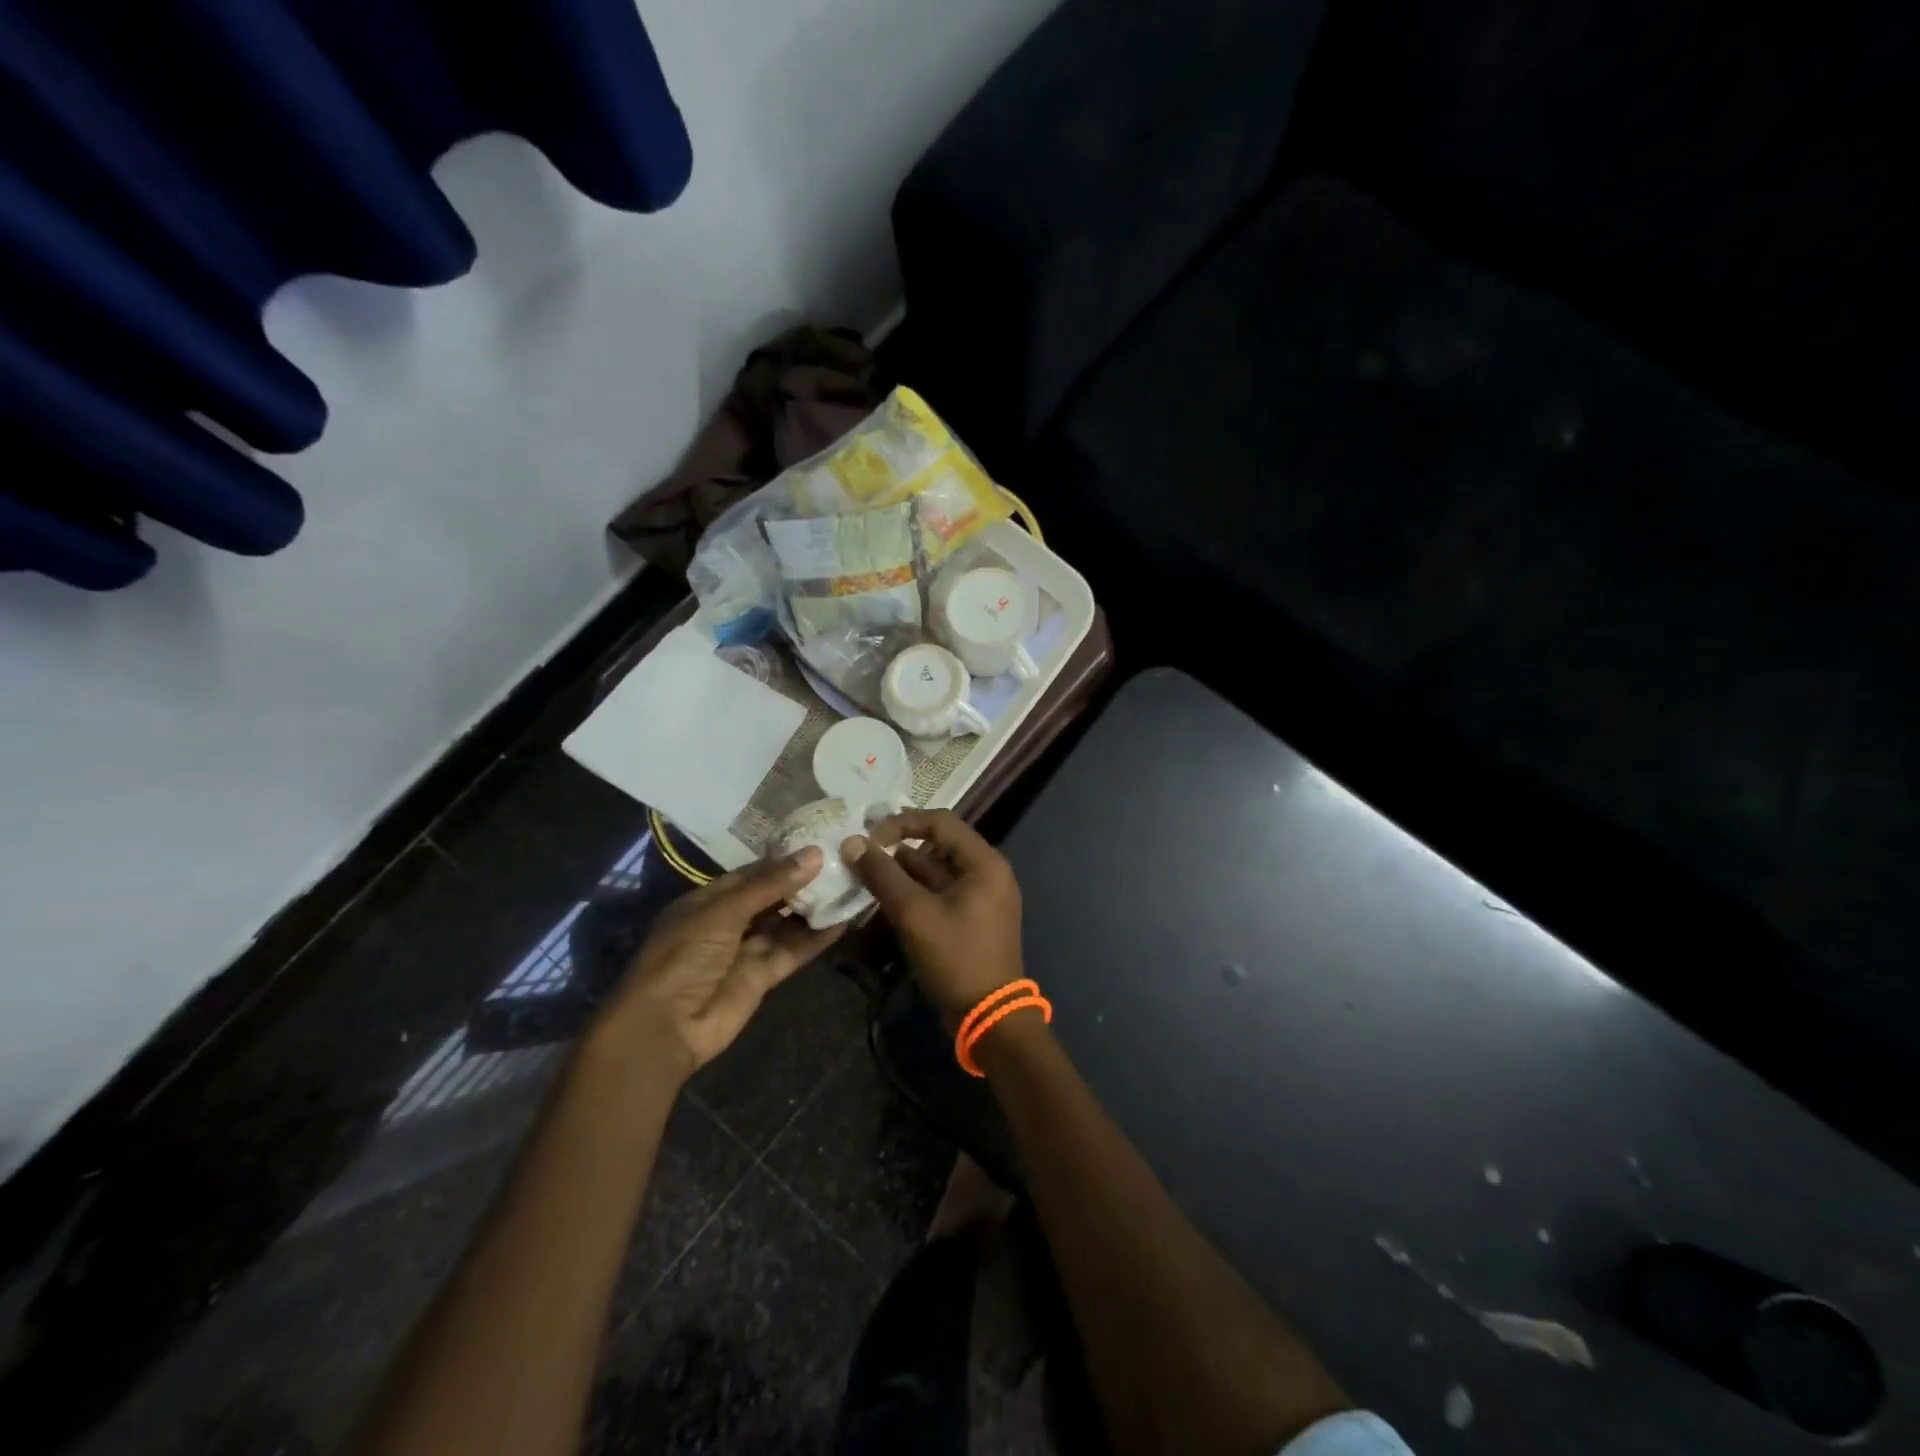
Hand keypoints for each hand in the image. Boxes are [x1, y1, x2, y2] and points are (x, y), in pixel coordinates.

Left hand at [591, 849, 843, 1081]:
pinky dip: (815, 938)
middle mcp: (728, 922)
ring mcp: (745, 951)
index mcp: (709, 900)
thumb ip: (770, 885)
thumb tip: (814, 854)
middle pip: (772, 897)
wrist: (665, 1027)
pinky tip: (842, 921)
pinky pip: (792, 951)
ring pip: (785, 924)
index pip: (752, 873)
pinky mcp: (761, 977)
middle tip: (842, 863)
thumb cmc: (684, 956)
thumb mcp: (724, 912)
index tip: (820, 845)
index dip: (784, 860)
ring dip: (813, 909)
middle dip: (803, 883)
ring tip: (848, 886)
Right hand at [843, 810, 1022, 1021]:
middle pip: (939, 843)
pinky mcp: (971, 917)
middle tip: (863, 851)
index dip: (901, 823)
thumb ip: (883, 875)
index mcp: (984, 862)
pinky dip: (914, 889)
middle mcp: (987, 872)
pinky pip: (939, 891)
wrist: (989, 1017)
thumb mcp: (915, 914)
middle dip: (899, 845)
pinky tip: (884, 894)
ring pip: (937, 869)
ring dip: (903, 868)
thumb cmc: (956, 958)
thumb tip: (853, 843)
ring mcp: (980, 896)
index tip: (869, 837)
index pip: (940, 821)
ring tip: (866, 871)